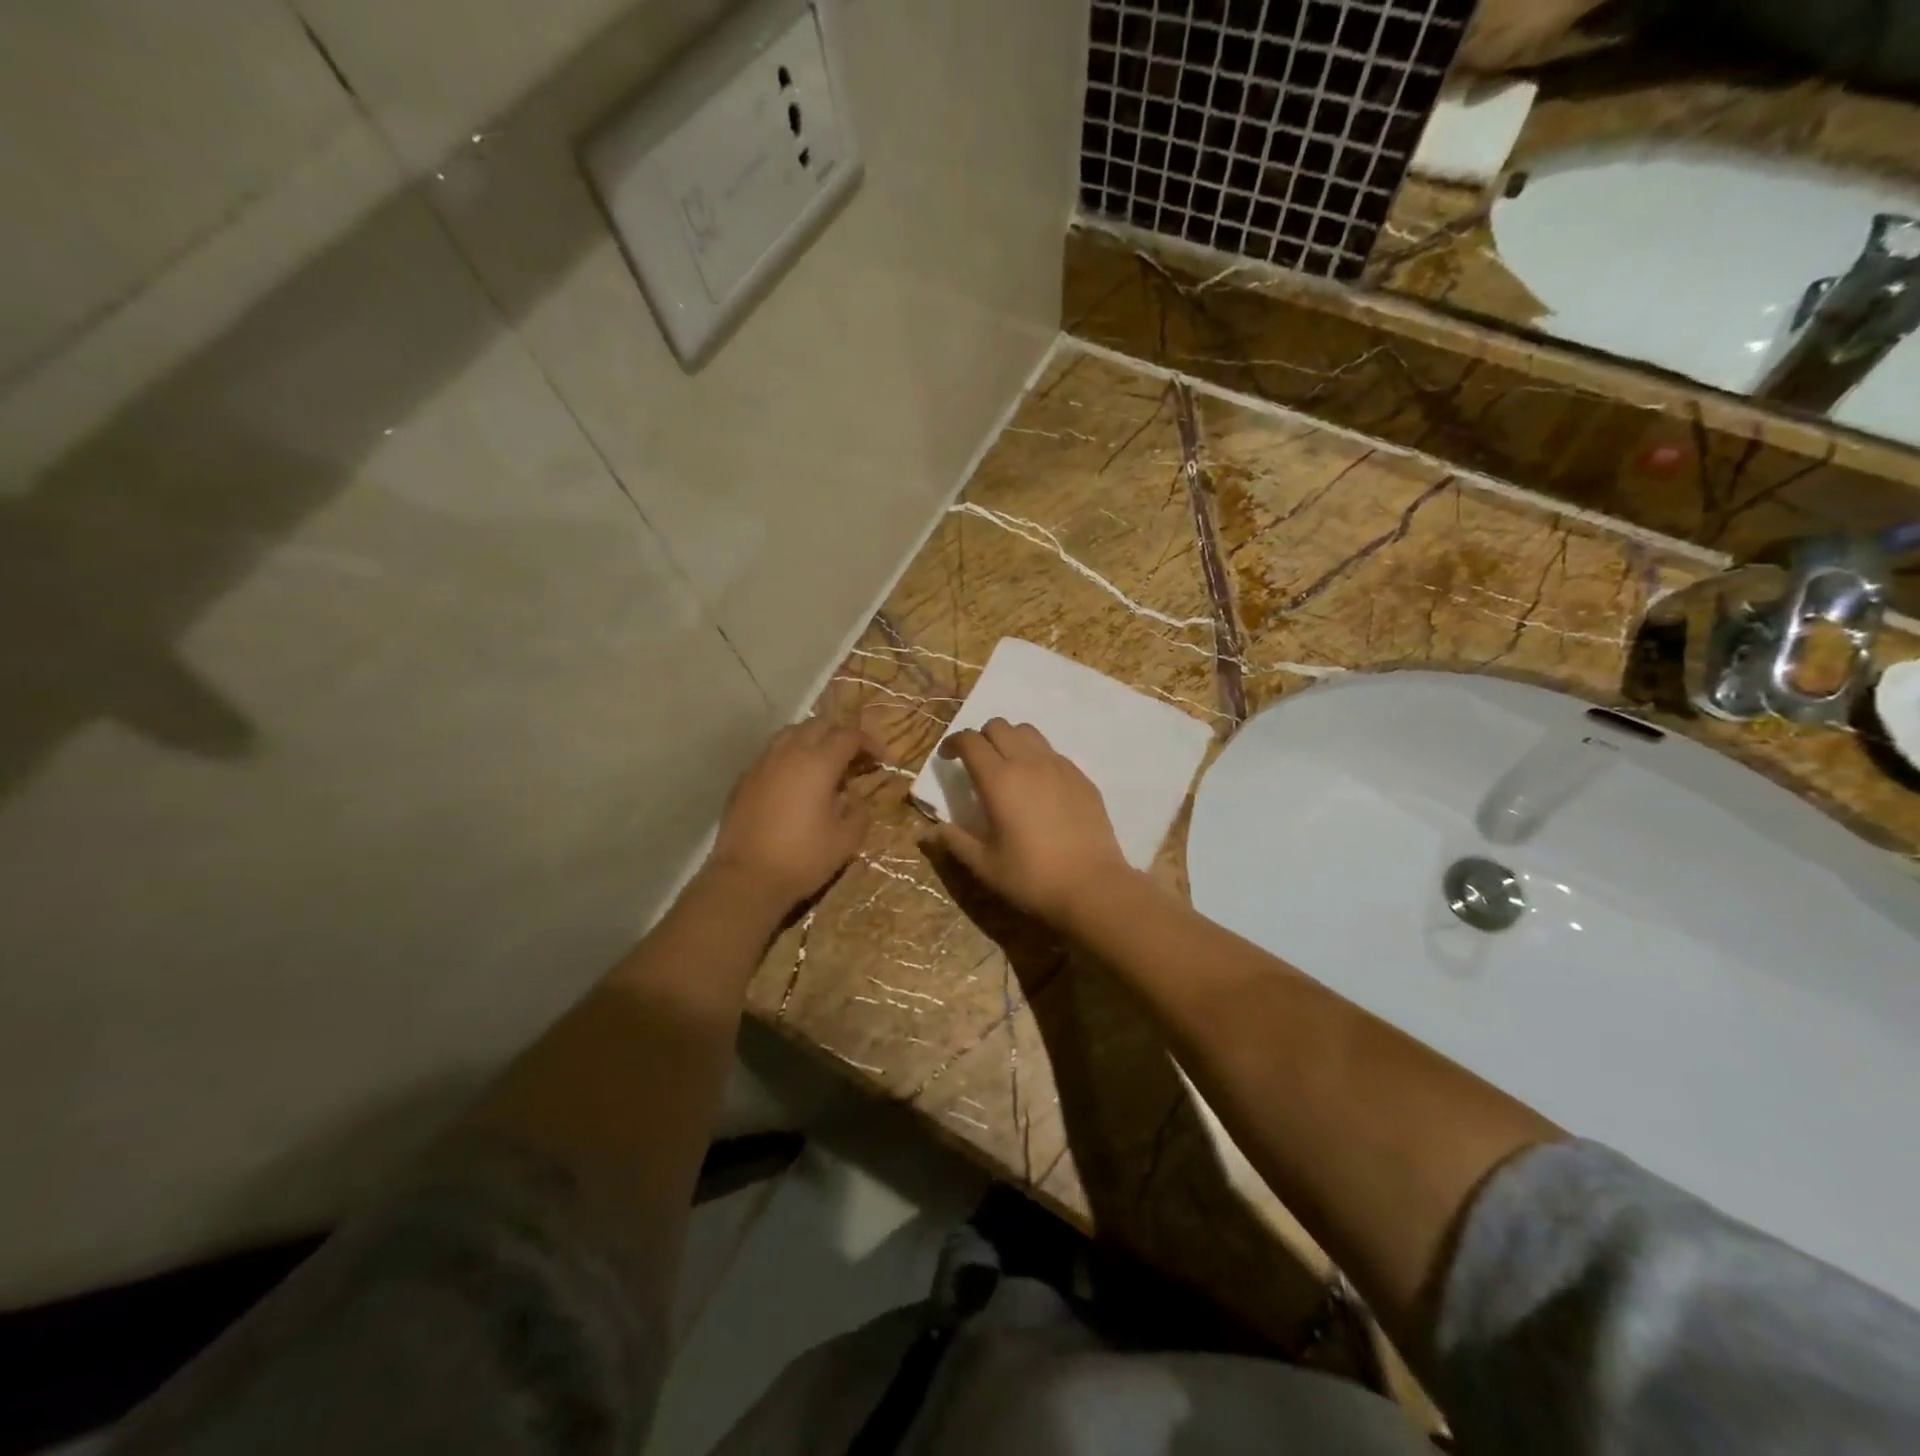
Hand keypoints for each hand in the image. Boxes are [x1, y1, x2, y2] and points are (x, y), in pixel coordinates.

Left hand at [708, 719, 887, 911]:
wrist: (746, 878)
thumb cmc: (803, 857)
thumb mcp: (846, 839)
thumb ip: (858, 811)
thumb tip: (855, 798)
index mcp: (819, 762)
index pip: (849, 736)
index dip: (870, 743)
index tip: (882, 760)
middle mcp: (790, 752)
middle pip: (819, 725)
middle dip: (841, 735)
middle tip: (854, 758)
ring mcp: (762, 763)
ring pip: (791, 733)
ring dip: (813, 740)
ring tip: (823, 764)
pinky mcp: (744, 779)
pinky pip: (772, 753)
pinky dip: (790, 757)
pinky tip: (794, 782)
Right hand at [931, 719, 1138, 930]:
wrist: (1092, 886)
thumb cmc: (1032, 877)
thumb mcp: (985, 864)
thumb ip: (955, 842)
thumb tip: (930, 832)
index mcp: (999, 779)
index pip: (970, 740)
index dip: (953, 743)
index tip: (947, 758)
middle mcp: (1028, 762)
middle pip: (999, 726)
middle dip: (982, 737)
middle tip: (977, 763)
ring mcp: (1059, 766)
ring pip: (1029, 732)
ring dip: (1011, 740)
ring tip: (1008, 768)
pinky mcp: (1082, 777)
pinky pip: (1053, 752)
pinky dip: (1037, 757)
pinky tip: (1038, 787)